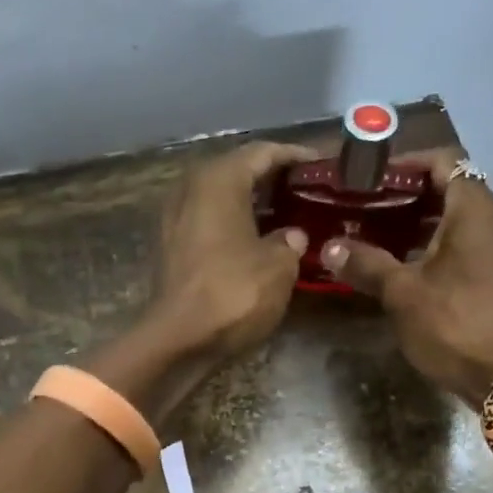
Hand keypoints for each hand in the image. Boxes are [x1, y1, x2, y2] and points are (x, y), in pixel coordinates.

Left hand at [147, 141, 315, 361]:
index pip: (262, 153)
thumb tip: (292, 236)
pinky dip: (234, 223)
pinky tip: (258, 239)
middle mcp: (191, 189)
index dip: (294, 156)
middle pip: (238, 170)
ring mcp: (175, 218)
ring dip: (252, 202)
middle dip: (272, 177)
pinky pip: (210, 221)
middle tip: (306, 188)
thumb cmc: (233, 293)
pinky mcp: (171, 246)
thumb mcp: (278, 266)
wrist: (178, 339)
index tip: (321, 164)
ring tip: (288, 212)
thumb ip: (290, 242)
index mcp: (219, 180)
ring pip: (221, 197)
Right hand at [323, 151, 492, 403]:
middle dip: (406, 196)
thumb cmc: (453, 322)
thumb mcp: (401, 292)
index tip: (372, 179)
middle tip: (366, 207)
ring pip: (455, 220)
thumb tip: (330, 247)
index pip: (443, 161)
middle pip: (448, 189)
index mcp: (473, 209)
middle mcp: (492, 220)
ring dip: (418, 223)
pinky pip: (463, 245)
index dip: (406, 164)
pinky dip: (433, 246)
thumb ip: (366, 263)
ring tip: (376, 235)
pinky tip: (403, 266)